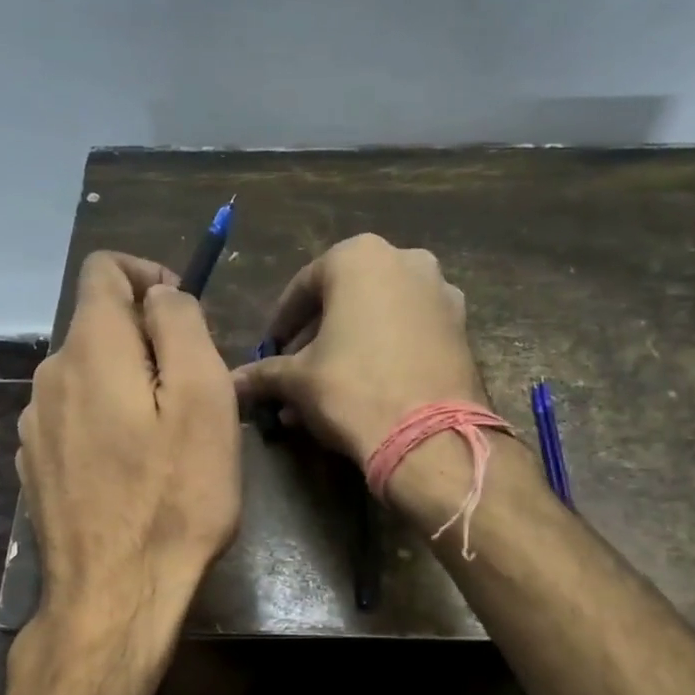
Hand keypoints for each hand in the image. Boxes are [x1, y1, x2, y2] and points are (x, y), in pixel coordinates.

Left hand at [18, 252, 240, 659]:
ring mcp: (34, 424)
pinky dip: (106, 419)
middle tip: (194, 392)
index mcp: (90, 349)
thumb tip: (160, 296)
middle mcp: (49, 376)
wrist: (114, 596)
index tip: (185, 315)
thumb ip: (181, 327)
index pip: (104, 270)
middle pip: (99, 325)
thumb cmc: (174, 497)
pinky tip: (132, 469)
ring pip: (88, 373)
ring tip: (168, 437)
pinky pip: (74, 416)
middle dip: (148, 340)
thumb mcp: (204, 400)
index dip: (149, 276)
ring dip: (129, 383)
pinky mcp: (34, 464)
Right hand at [231, 234, 486, 467]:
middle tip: (295, 371)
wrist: (429, 437)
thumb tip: (233, 382)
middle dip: (316, 337)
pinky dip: (383, 353)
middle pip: (345, 300)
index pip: (304, 287)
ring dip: (348, 347)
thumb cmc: (353, 389)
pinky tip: (363, 389)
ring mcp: (440, 293)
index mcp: (360, 257)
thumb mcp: (297, 380)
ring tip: (326, 388)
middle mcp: (406, 260)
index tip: (269, 350)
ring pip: (378, 317)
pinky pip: (408, 333)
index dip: (282, 323)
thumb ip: (264, 373)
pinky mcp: (461, 328)